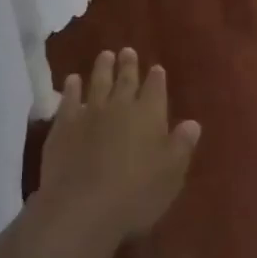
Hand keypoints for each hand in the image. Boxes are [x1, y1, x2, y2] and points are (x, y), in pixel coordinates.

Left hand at [38, 48, 200, 244]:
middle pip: (126, 79)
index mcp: (150, 114)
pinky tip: (73, 80)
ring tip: (105, 54)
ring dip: (102, 68)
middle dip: (129, 65)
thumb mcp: (171, 174)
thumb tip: (193, 123)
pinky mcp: (64, 125)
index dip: (157, 78)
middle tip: (127, 50)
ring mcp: (90, 112)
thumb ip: (182, 145)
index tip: (157, 67)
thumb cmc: (136, 195)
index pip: (155, 89)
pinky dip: (72, 88)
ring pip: (98, 82)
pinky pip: (69, 99)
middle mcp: (120, 105)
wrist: (82, 207)